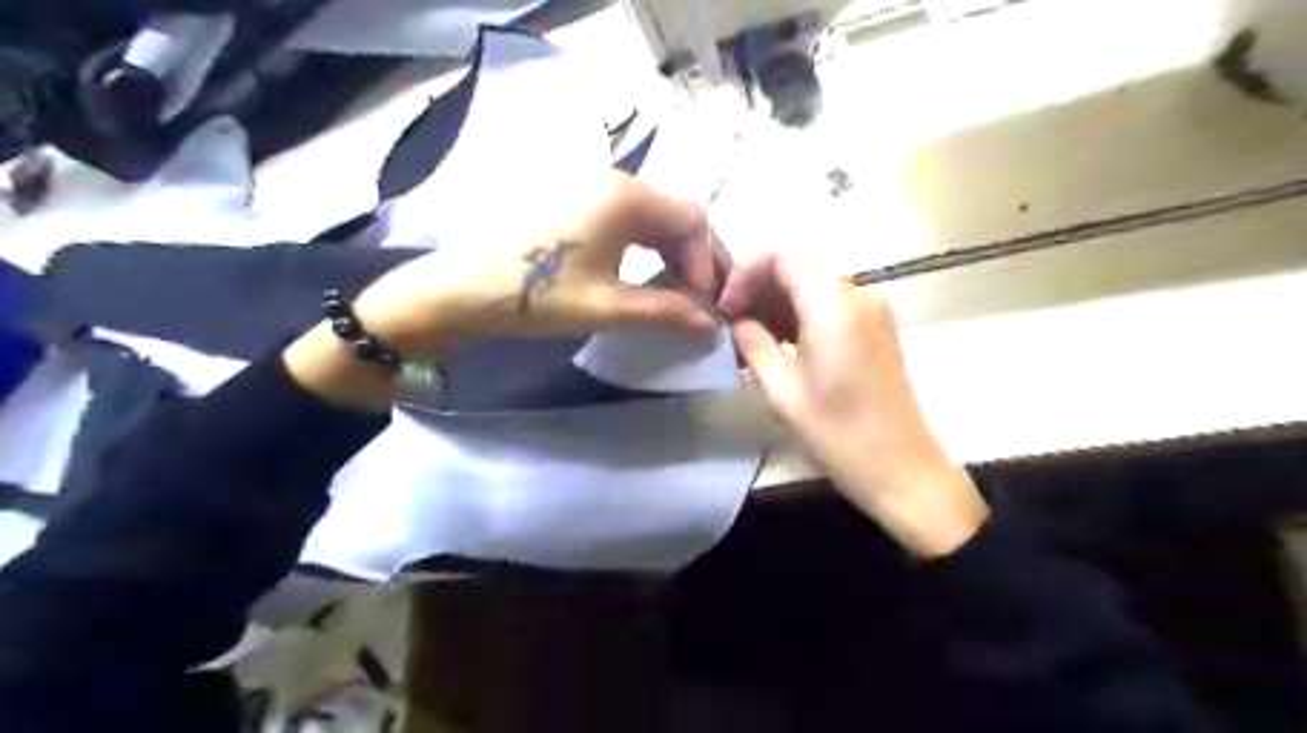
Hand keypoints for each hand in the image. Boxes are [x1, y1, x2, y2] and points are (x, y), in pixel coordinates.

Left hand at [352, 167, 730, 361]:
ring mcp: (593, 187)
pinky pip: (630, 219)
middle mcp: (615, 180)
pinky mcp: (577, 201)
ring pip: (655, 217)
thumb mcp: (607, 307)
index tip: (703, 307)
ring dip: (674, 254)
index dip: (708, 264)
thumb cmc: (537, 295)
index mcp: (626, 197)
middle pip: (678, 215)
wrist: (463, 289)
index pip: (694, 221)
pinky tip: (646, 275)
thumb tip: (711, 326)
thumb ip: (666, 311)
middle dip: (697, 258)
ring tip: (678, 293)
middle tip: (701, 301)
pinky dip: (648, 247)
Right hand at [719, 250, 984, 554]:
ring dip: (780, 296)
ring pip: (816, 280)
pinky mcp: (877, 328)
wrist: (902, 469)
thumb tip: (736, 320)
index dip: (748, 271)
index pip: (784, 253)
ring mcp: (873, 310)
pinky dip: (802, 310)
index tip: (727, 307)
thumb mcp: (782, 392)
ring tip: (752, 333)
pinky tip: (782, 341)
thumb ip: (753, 344)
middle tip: (735, 318)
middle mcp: (858, 296)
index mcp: (833, 307)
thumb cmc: (838, 435)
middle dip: (761, 281)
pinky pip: (833, 301)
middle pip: (801, 261)